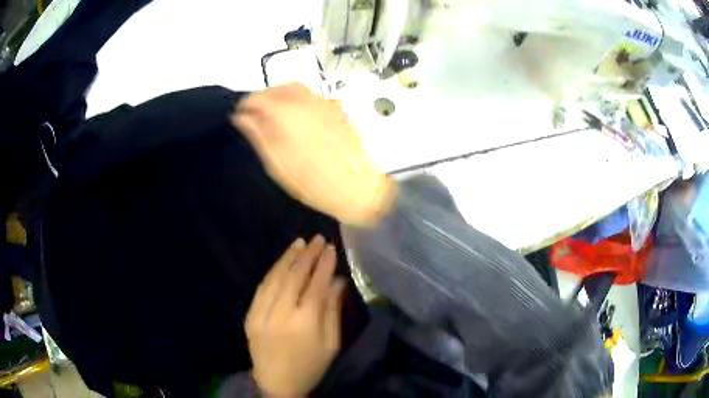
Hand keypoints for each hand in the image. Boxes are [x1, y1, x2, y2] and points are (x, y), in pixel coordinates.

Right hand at [231, 84, 395, 225]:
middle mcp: (305, 102)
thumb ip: (258, 136)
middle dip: (261, 98)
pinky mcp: (335, 110)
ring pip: (294, 88)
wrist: (357, 188)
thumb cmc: (316, 183)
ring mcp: (323, 104)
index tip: (238, 115)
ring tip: (270, 111)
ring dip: (278, 95)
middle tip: (252, 112)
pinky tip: (293, 113)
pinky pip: (310, 95)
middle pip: (276, 89)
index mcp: (286, 114)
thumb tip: (242, 119)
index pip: (257, 99)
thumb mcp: (278, 164)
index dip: (245, 106)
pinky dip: (296, 98)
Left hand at [245, 236, 345, 396]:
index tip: (331, 247)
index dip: (324, 264)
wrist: (277, 383)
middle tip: (317, 238)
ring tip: (299, 243)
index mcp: (306, 322)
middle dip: (307, 255)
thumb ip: (333, 310)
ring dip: (288, 258)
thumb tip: (338, 280)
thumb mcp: (331, 343)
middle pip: (295, 276)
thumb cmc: (311, 366)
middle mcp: (281, 314)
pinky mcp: (250, 316)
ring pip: (276, 278)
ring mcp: (262, 313)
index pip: (316, 284)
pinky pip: (262, 288)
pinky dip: (273, 271)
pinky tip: (282, 261)